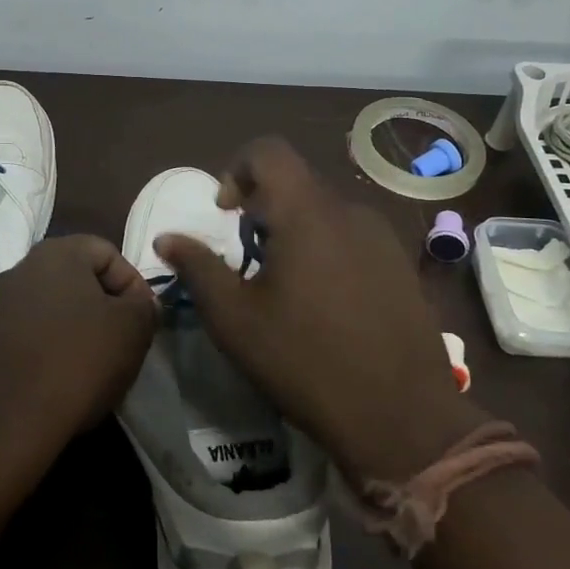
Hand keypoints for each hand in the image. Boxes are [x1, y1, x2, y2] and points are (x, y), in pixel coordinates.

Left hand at [0, 235, 157, 458]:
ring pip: (52, 306)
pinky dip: (50, 346)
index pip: (108, 252)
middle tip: (122, 341)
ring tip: (94, 363)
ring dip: (76, 326)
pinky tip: (61, 378)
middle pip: (77, 277)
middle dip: (105, 305)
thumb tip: (140, 303)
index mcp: (57, 252)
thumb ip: (145, 305)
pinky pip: (30, 332)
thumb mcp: (132, 329)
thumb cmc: (78, 361)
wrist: (7, 421)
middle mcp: (21, 267)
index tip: (143, 320)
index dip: (133, 284)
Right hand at [154, 137, 483, 483]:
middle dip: (263, 209)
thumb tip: (167, 238)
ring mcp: (383, 237)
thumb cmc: (304, 361)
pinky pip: (352, 237)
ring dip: (295, 231)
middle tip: (248, 260)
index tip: (226, 214)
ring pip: (324, 212)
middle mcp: (349, 211)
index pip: (268, 151)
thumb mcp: (234, 318)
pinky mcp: (402, 265)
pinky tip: (324, 304)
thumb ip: (198, 267)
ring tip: (284, 287)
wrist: (401, 417)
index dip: (237, 169)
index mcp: (307, 212)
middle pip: (296, 183)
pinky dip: (326, 250)